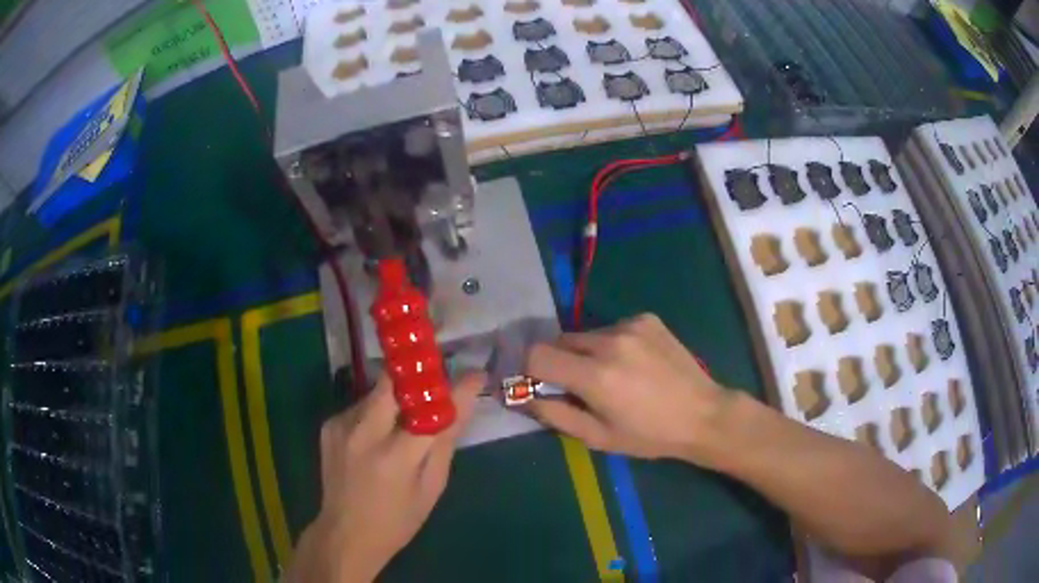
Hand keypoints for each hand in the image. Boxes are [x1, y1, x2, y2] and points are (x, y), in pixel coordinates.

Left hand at [287, 371, 485, 582]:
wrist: (345, 533)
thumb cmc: (399, 520)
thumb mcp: (432, 487)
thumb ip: (446, 440)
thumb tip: (466, 399)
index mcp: (395, 456)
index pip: (430, 408)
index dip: (454, 388)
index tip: (473, 375)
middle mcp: (364, 433)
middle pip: (392, 381)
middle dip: (415, 379)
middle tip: (432, 389)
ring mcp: (341, 426)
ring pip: (376, 392)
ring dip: (395, 399)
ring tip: (403, 425)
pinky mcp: (329, 425)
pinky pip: (361, 406)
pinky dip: (375, 414)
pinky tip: (377, 439)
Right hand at [526, 314, 733, 463]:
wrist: (702, 414)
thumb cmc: (649, 435)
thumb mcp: (598, 437)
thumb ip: (555, 414)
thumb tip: (523, 396)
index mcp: (595, 375)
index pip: (536, 355)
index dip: (527, 369)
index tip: (535, 383)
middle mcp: (610, 341)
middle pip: (559, 341)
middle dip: (557, 362)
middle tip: (576, 386)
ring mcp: (630, 325)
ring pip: (586, 335)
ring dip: (586, 353)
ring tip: (612, 375)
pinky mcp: (646, 318)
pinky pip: (612, 328)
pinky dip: (611, 344)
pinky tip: (634, 363)